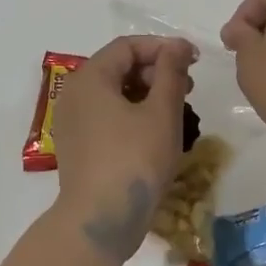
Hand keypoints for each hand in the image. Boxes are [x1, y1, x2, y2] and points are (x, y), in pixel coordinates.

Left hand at [54, 35, 197, 260]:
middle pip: (118, 68)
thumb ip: (171, 72)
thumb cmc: (134, 160)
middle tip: (188, 88)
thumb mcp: (161, 113)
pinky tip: (156, 133)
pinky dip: (132, 115)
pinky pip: (106, 118)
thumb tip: (176, 45)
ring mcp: (72, 123)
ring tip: (177, 111)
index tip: (193, 60)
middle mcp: (74, 95)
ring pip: (113, 95)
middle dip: (155, 71)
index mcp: (90, 78)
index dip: (162, 47)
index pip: (127, 46)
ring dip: (146, 95)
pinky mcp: (78, 147)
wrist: (100, 219)